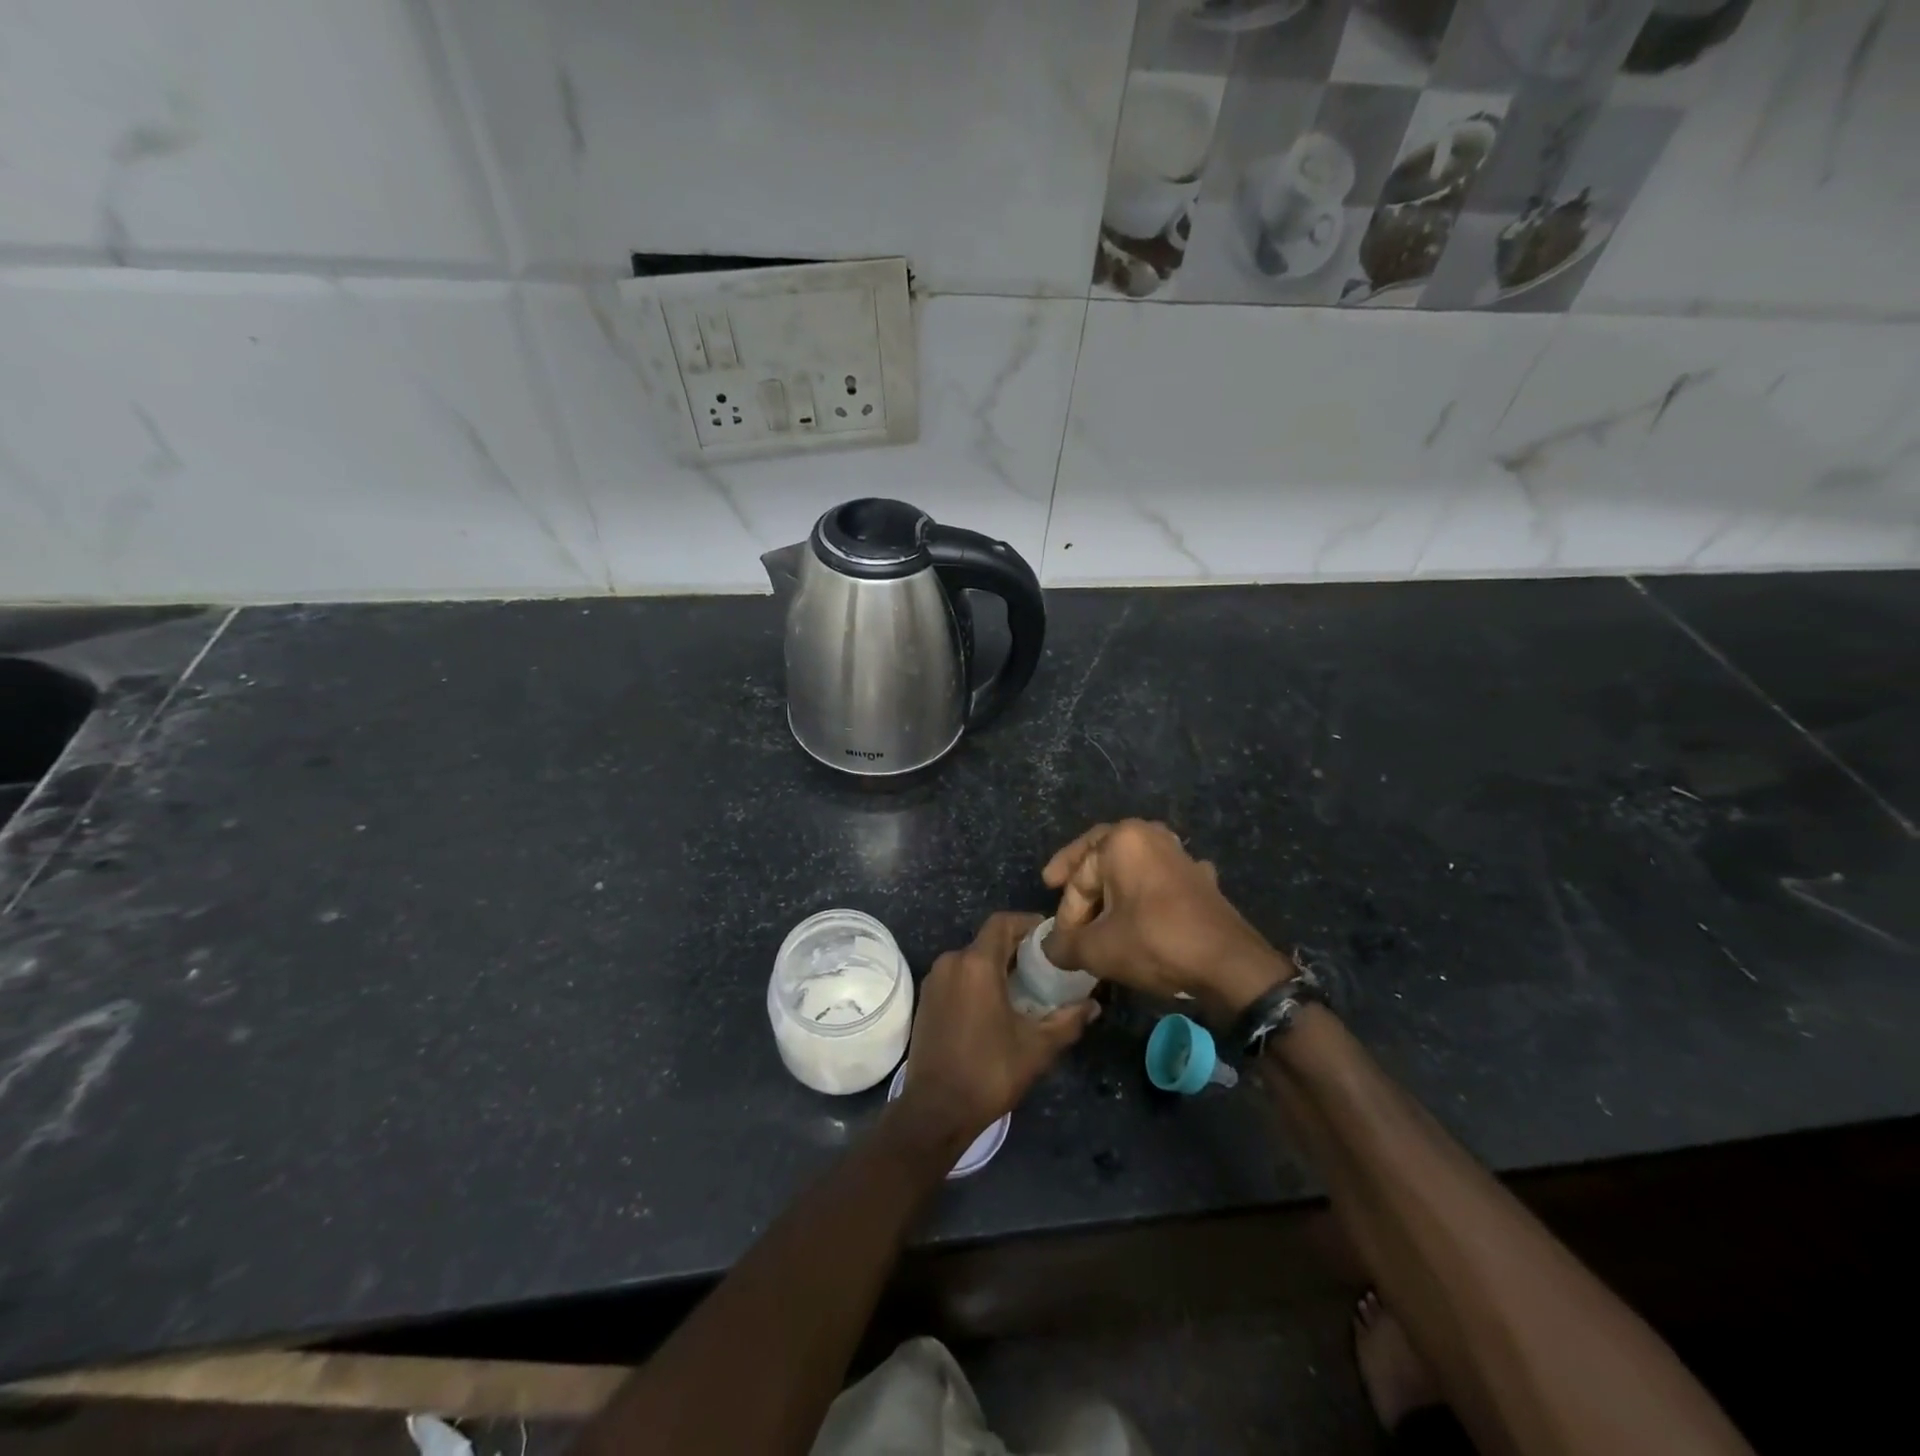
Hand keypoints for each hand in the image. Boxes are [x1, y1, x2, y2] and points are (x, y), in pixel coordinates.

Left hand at [893, 911, 1098, 1150]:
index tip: (1050, 936)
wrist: (936, 1110)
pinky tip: (996, 1004)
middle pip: (988, 940)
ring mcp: (934, 980)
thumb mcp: (1037, 1047)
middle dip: (1016, 947)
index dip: (1028, 923)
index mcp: (976, 964)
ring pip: (971, 959)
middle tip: (1045, 966)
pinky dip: (978, 980)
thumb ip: (1068, 1020)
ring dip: (997, 965)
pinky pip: (957, 976)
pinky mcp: (926, 999)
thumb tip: (1093, 1005)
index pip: (1003, 922)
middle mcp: (951, 962)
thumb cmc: (989, 1072)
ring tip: (1025, 987)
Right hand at [1042, 820, 1290, 1018]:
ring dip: (1112, 885)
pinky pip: (1159, 880)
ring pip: (1132, 865)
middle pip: (1102, 855)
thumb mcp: (1098, 949)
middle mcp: (1151, 835)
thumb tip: (1051, 949)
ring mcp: (1180, 855)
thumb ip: (1065, 945)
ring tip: (1097, 906)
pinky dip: (1143, 894)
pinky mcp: (1200, 878)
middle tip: (1055, 884)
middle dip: (1080, 875)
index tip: (1061, 941)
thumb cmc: (1155, 942)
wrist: (1228, 964)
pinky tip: (1141, 912)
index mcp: (1122, 840)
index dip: (1066, 911)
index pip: (1079, 876)